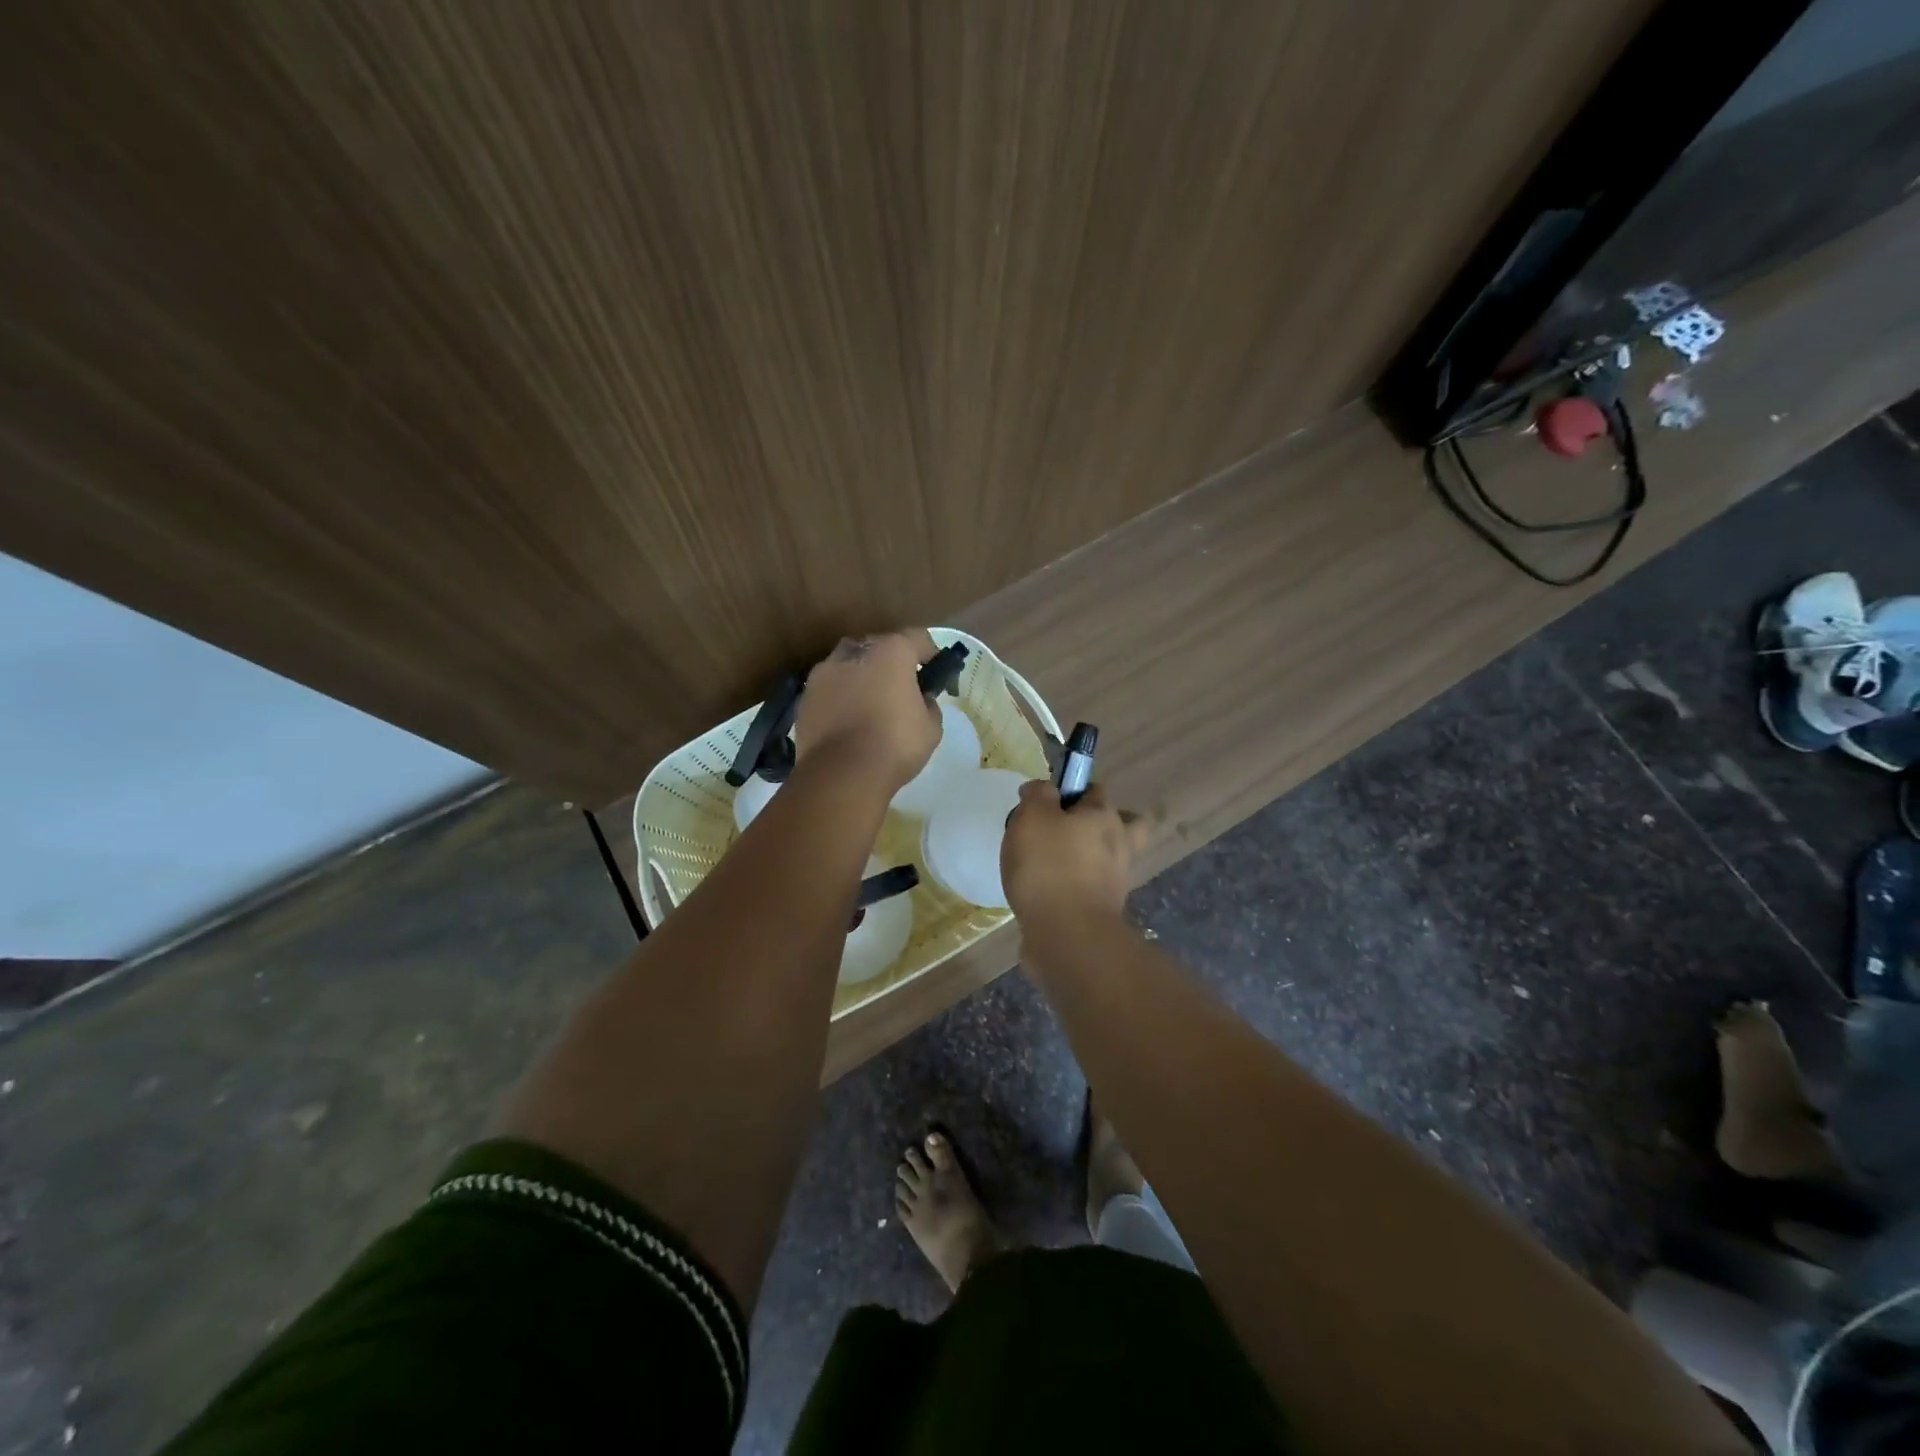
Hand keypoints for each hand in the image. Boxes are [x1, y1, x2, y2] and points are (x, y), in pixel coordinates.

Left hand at [794, 629, 941, 793]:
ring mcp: (824, 672)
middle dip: (891, 662)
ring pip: (848, 665)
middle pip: (878, 647)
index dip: (930, 654)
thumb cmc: (895, 745)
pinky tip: (847, 721)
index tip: (935, 674)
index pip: (918, 638)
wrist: (841, 774)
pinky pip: (829, 689)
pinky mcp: (805, 696)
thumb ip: (929, 704)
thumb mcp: (931, 727)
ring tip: (869, 704)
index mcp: (891, 651)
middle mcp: (854, 652)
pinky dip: (840, 697)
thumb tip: (921, 699)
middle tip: (900, 688)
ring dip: (860, 677)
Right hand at [1002, 781, 1150, 923]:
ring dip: (1090, 859)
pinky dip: (1078, 888)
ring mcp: (1117, 880)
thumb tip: (1042, 789)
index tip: (1045, 805)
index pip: (1095, 790)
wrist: (1067, 935)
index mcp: (1104, 816)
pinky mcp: (1106, 911)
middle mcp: (1119, 844)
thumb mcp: (1032, 818)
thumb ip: (1037, 796)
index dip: (1071, 791)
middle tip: (1067, 832)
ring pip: (1110, 859)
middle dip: (1101, 824)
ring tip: (1056, 865)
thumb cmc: (1048, 867)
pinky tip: (1052, 893)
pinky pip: (1094, 889)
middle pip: (1123, 824)